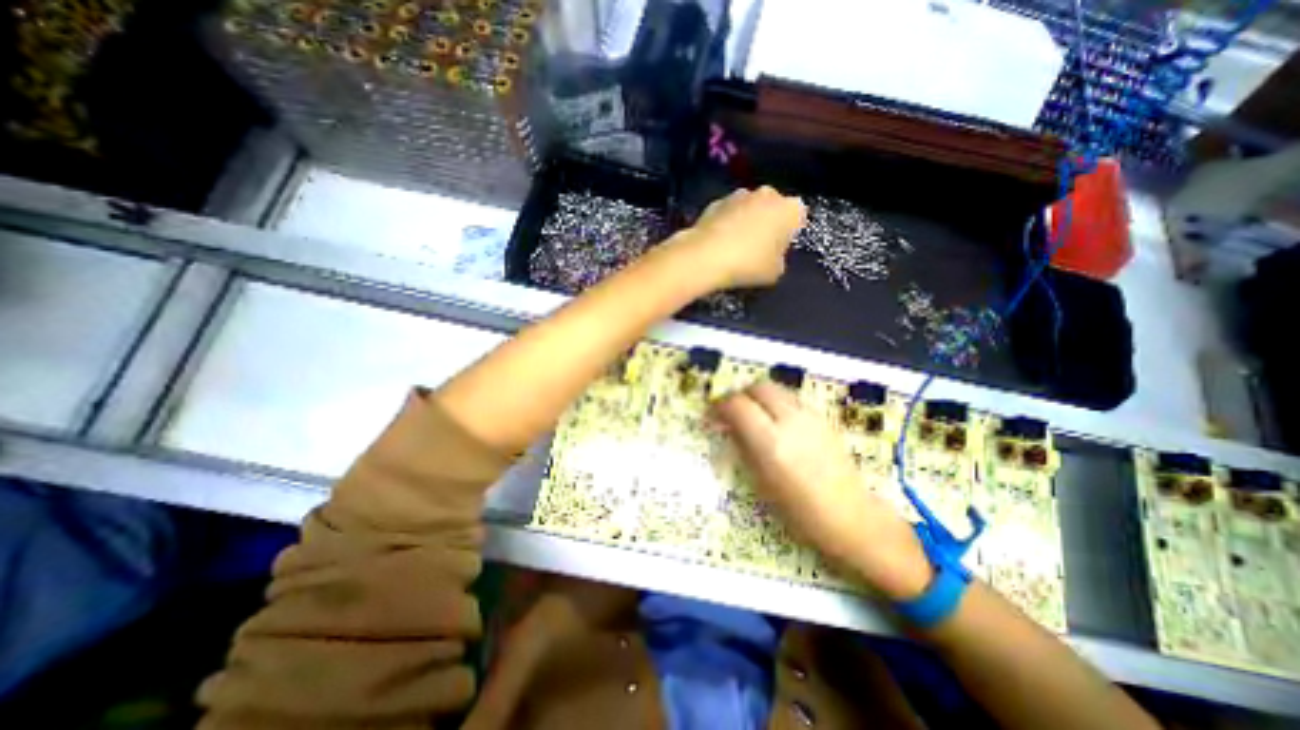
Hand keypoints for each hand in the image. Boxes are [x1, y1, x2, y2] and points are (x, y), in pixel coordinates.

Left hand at [676, 184, 808, 290]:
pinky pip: (727, 213)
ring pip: (749, 207)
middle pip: (773, 208)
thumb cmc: (749, 264)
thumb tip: (772, 255)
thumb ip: (780, 259)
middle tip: (759, 247)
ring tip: (735, 245)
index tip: (779, 249)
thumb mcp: (775, 272)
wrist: (705, 256)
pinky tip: (719, 243)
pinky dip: (726, 223)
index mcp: (790, 208)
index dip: (789, 233)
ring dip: (746, 220)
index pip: (798, 217)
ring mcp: (739, 194)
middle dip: (768, 223)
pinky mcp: (715, 201)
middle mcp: (767, 194)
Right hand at [710, 383, 933, 597]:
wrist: (850, 516)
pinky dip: (776, 402)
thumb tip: (726, 426)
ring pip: (776, 388)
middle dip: (740, 395)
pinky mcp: (823, 418)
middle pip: (758, 387)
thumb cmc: (800, 511)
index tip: (712, 415)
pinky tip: (776, 422)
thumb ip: (743, 447)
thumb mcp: (761, 482)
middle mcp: (790, 420)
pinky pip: (791, 399)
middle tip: (731, 411)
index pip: (738, 405)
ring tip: (752, 414)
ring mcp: (810, 416)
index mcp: (771, 442)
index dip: (720, 406)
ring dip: (758, 396)